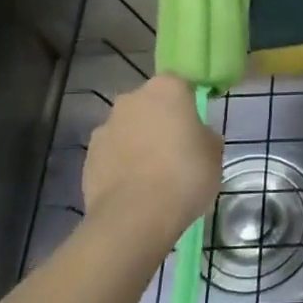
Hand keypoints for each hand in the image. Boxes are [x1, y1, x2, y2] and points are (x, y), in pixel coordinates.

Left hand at [81, 74, 223, 248]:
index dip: (188, 107)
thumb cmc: (185, 175)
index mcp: (166, 89)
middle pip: (150, 106)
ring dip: (138, 144)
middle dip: (160, 123)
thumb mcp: (214, 154)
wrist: (136, 216)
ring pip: (129, 130)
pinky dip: (121, 165)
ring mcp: (105, 127)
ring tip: (154, 176)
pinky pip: (112, 154)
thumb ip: (205, 136)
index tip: (196, 129)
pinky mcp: (88, 157)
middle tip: (177, 151)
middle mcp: (131, 99)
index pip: (180, 86)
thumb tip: (197, 137)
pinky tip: (135, 189)